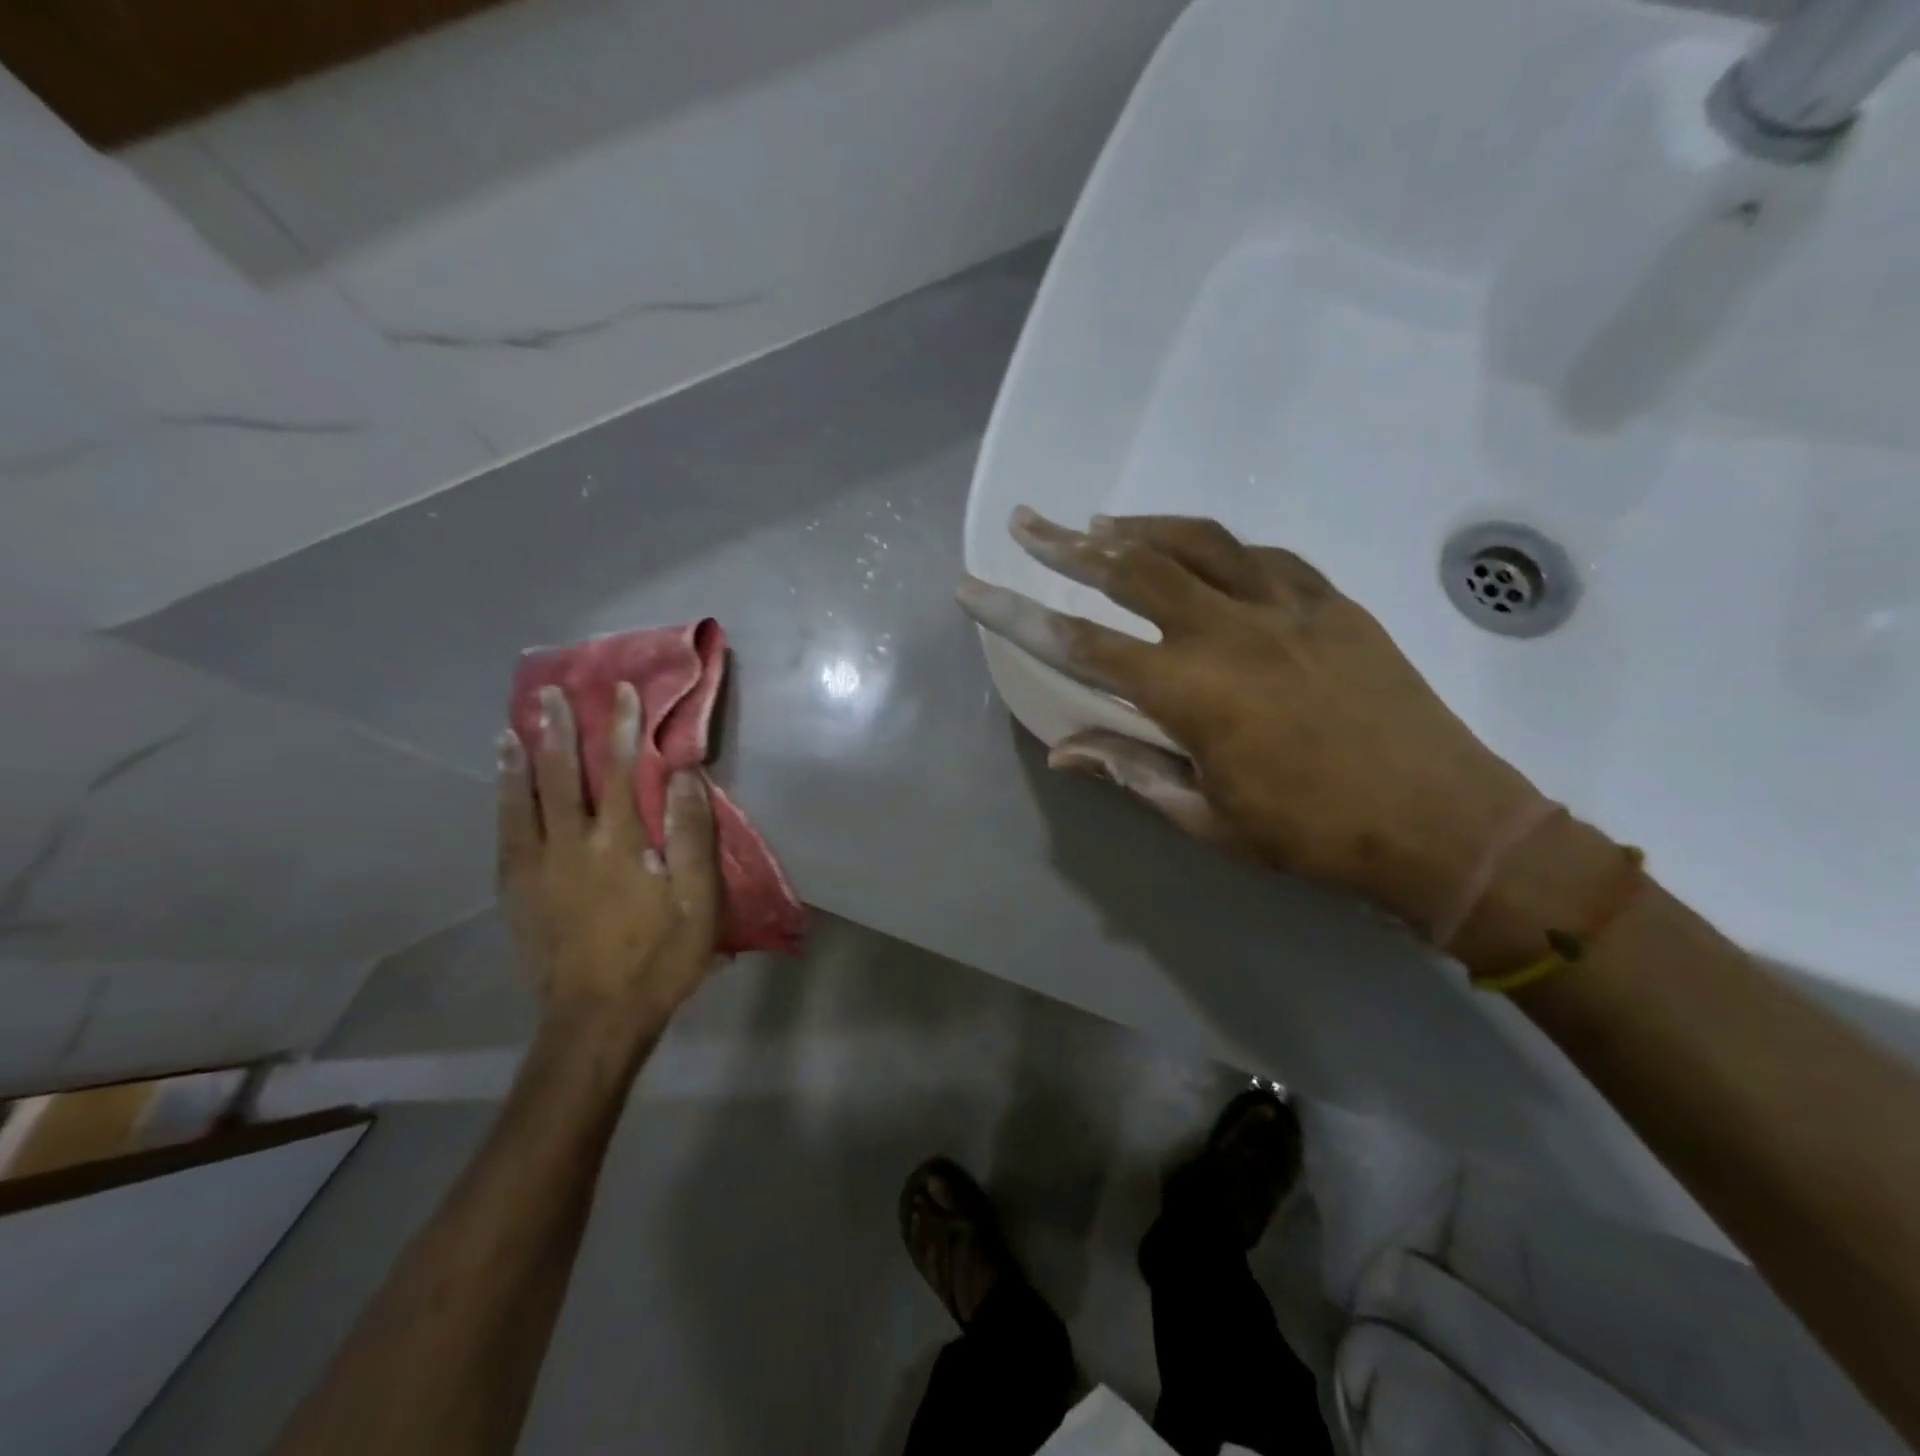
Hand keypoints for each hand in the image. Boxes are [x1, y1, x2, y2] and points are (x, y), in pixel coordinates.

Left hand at [497, 683, 720, 1032]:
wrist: (596, 1019)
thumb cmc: (659, 959)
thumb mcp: (698, 902)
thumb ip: (691, 836)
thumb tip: (683, 776)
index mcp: (618, 844)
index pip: (621, 772)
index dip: (622, 729)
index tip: (621, 693)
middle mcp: (570, 845)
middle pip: (561, 776)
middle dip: (558, 730)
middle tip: (551, 693)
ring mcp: (536, 869)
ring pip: (521, 801)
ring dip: (518, 760)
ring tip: (512, 726)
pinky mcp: (516, 893)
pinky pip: (505, 835)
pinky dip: (502, 802)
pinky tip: (502, 788)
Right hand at [958, 508, 1549, 937]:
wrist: (1444, 822)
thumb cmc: (1314, 835)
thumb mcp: (1208, 818)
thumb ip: (1132, 770)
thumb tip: (1064, 750)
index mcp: (1191, 691)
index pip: (1080, 644)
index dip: (1017, 615)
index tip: (973, 589)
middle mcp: (1229, 631)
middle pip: (1131, 568)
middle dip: (1066, 545)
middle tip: (1027, 524)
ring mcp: (1286, 606)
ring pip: (1196, 543)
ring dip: (1139, 529)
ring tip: (1098, 527)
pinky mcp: (1332, 601)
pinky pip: (1261, 555)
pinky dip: (1215, 547)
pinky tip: (1197, 552)